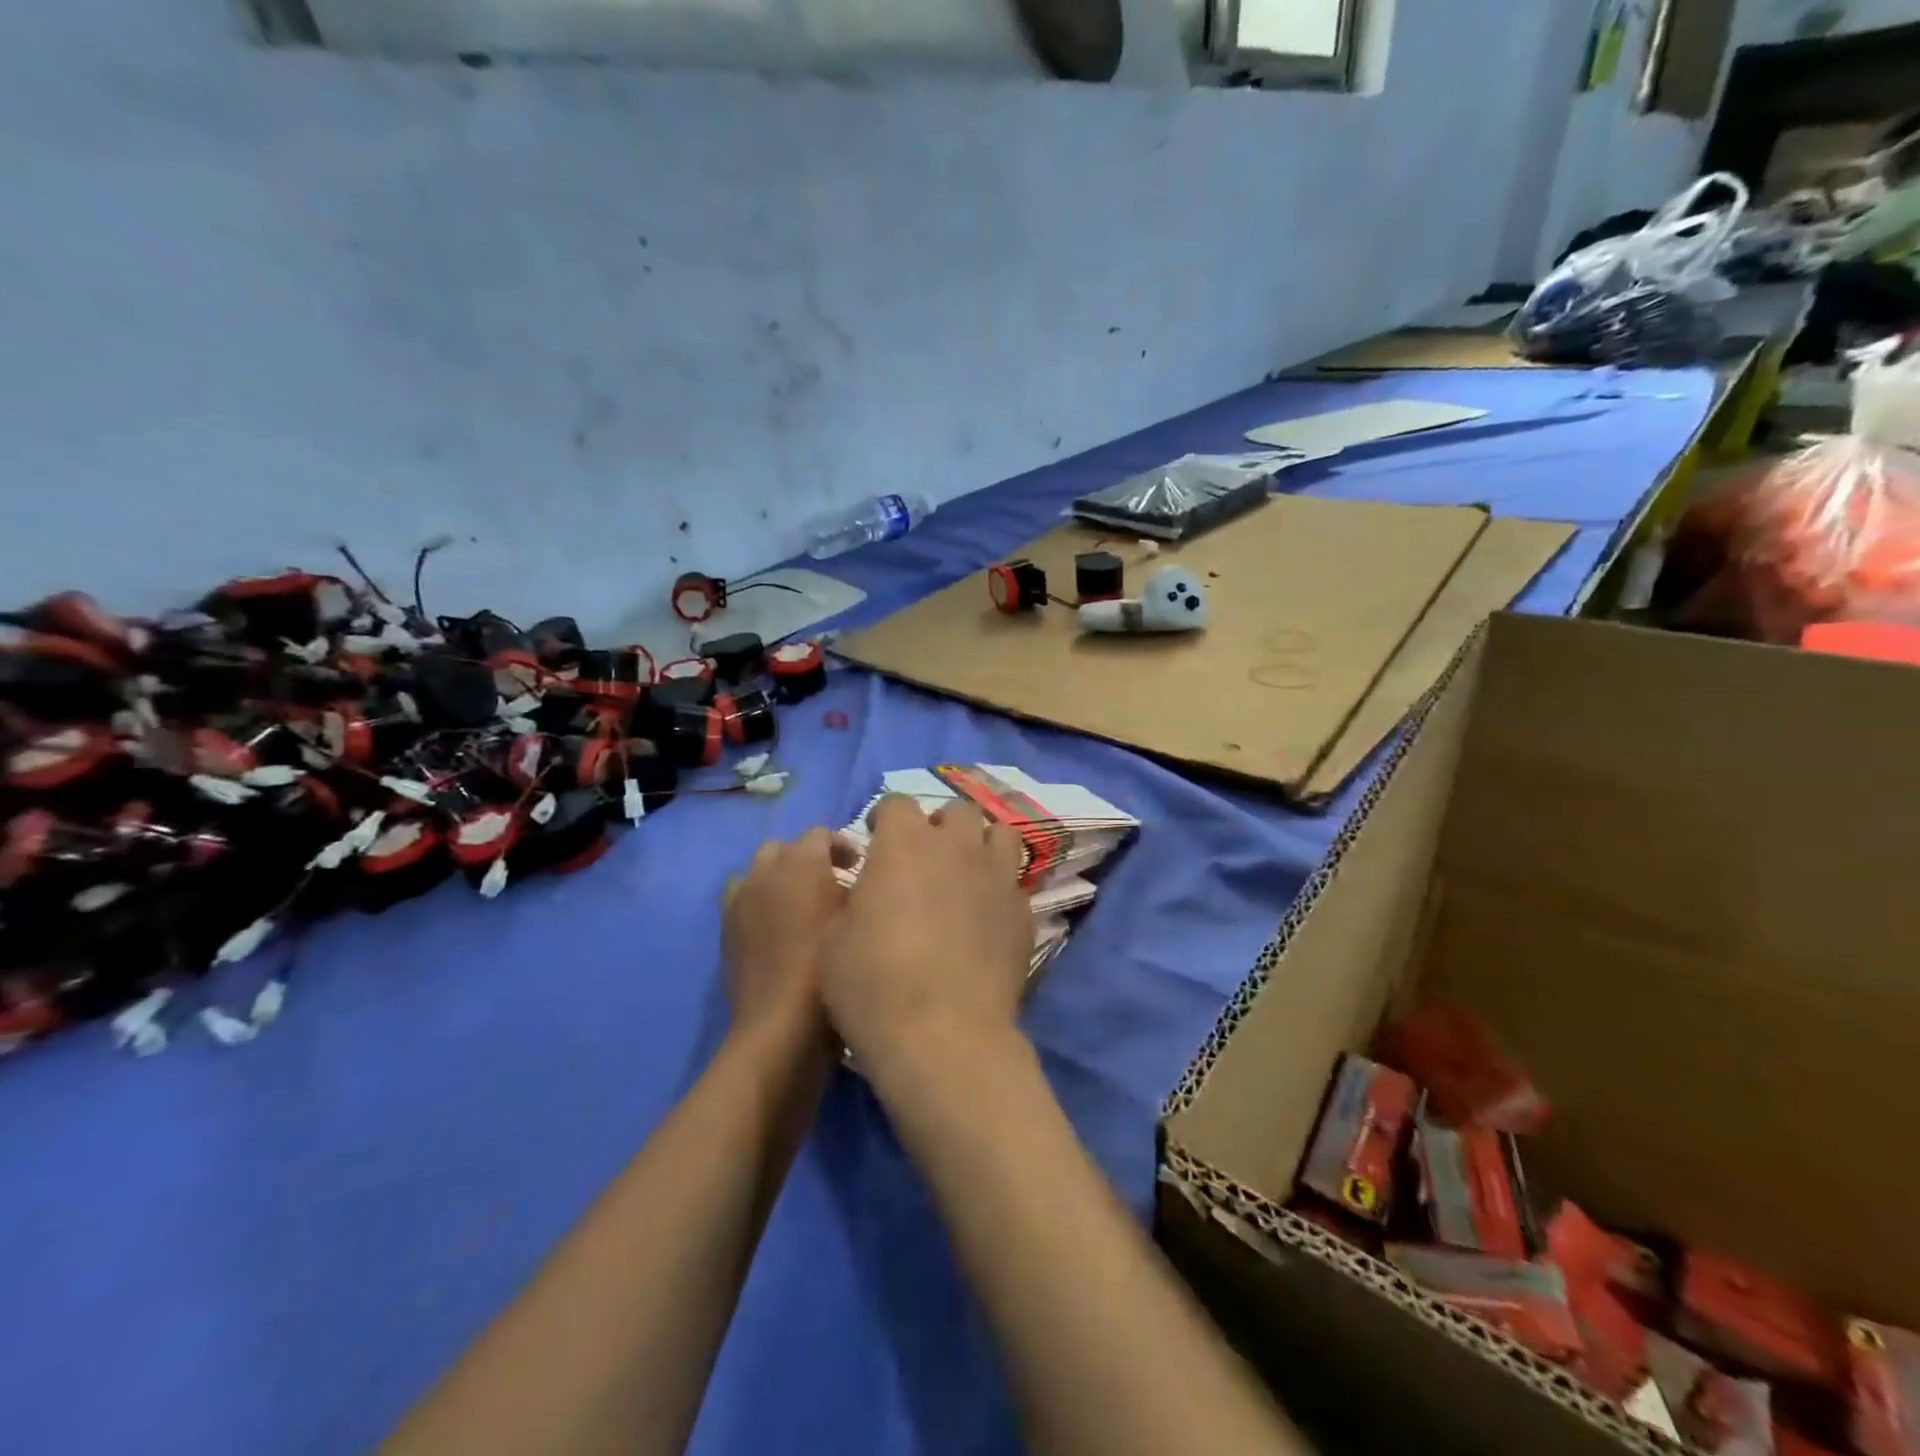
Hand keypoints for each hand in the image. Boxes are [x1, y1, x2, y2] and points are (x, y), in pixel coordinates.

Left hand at [721, 828, 854, 1049]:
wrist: (781, 1027)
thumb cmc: (831, 968)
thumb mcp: (858, 921)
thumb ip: (858, 890)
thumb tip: (855, 881)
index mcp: (801, 862)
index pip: (821, 834)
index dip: (842, 846)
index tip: (860, 867)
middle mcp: (765, 871)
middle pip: (785, 848)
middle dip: (808, 858)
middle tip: (832, 883)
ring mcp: (739, 899)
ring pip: (759, 872)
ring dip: (780, 879)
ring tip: (801, 905)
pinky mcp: (726, 928)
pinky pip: (743, 900)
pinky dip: (760, 903)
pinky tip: (778, 929)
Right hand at [820, 795, 1032, 1073]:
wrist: (942, 1035)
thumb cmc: (872, 984)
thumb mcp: (834, 937)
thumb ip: (854, 896)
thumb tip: (870, 888)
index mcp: (904, 842)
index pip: (896, 802)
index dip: (884, 820)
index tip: (876, 842)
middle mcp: (955, 846)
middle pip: (955, 811)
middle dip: (938, 827)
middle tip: (924, 860)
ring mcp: (996, 875)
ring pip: (999, 833)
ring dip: (980, 845)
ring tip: (966, 874)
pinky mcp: (1023, 910)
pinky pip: (1014, 882)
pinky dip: (1000, 889)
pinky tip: (987, 918)